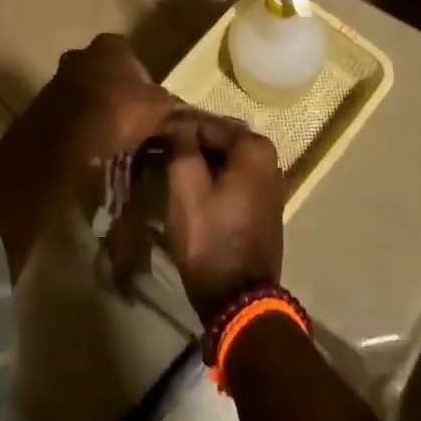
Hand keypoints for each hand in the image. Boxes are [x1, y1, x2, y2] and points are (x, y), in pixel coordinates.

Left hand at [2, 33, 173, 189]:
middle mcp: (79, 54)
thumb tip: (175, 108)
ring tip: (107, 135)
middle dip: (111, 89)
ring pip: (81, 91)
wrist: (66, 141)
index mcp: (109, 46)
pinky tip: (87, 144)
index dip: (138, 75)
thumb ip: (166, 102)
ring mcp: (56, 79)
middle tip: (126, 117)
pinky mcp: (40, 106)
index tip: (144, 99)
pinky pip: (66, 113)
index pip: (127, 52)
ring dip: (92, 107)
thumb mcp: (157, 107)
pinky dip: (75, 125)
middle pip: (101, 70)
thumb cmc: (118, 111)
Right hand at [160, 112, 284, 325]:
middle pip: (218, 140)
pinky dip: (211, 176)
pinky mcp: (263, 206)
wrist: (238, 298)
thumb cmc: (209, 237)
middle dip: (188, 141)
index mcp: (254, 148)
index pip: (205, 123)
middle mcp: (270, 160)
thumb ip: (181, 144)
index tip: (150, 131)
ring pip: (225, 160)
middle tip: (156, 147)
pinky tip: (188, 184)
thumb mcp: (186, 187)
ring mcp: (270, 184)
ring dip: (198, 159)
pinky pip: (233, 178)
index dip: (175, 126)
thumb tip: (176, 123)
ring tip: (167, 163)